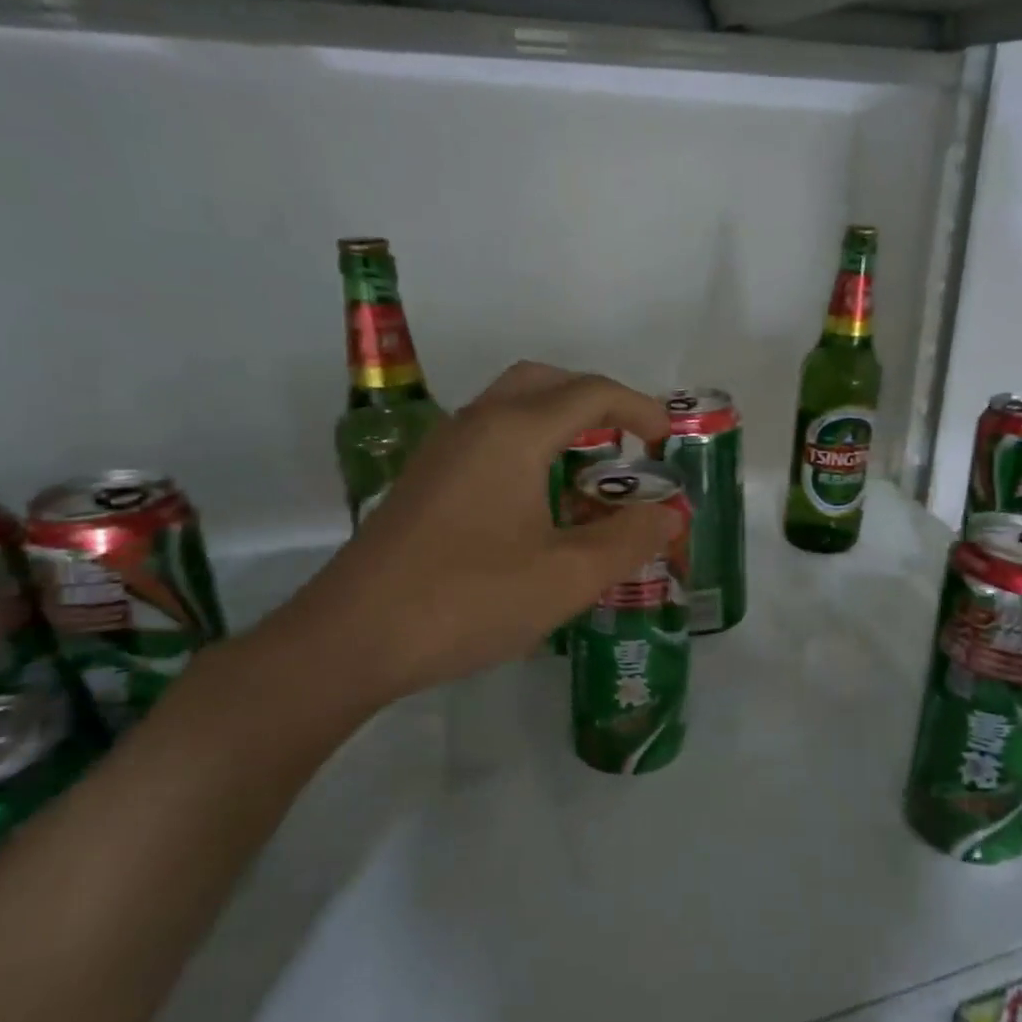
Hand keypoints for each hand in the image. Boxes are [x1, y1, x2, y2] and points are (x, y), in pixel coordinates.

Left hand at [268, 362, 676, 713]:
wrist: (352, 638)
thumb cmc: (469, 600)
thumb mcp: (568, 576)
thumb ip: (629, 539)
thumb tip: (669, 513)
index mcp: (514, 433)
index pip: (592, 393)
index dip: (640, 409)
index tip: (668, 442)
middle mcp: (476, 425)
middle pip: (545, 383)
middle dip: (596, 403)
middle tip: (628, 443)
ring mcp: (443, 452)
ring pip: (512, 410)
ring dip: (559, 426)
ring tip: (591, 478)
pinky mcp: (424, 482)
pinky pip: (489, 441)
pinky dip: (528, 451)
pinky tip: (539, 508)